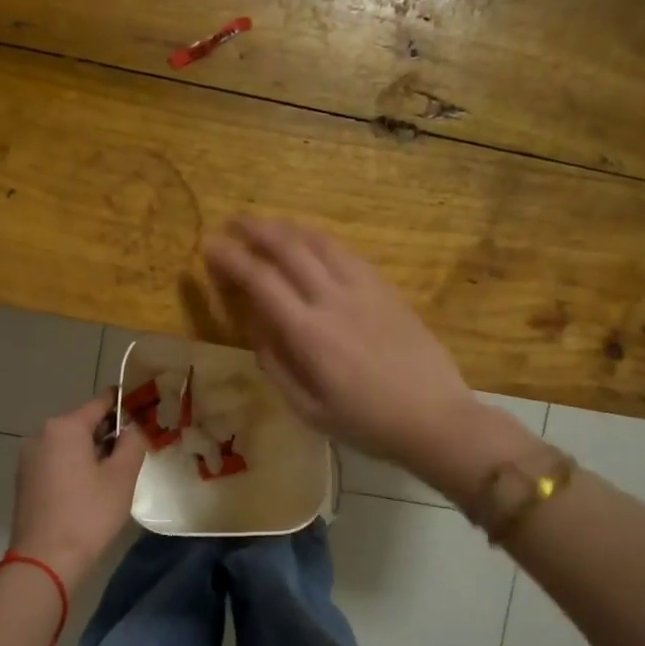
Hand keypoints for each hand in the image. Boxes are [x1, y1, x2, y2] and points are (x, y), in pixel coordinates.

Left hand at [8, 394, 148, 587]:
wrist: (44, 560)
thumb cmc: (88, 514)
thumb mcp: (121, 477)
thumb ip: (132, 443)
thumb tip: (133, 427)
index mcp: (65, 427)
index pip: (101, 402)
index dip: (125, 404)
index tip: (145, 409)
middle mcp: (42, 435)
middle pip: (83, 423)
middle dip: (109, 432)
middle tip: (136, 448)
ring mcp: (29, 458)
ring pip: (69, 444)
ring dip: (93, 451)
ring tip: (117, 472)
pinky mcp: (25, 480)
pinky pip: (57, 461)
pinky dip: (75, 466)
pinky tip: (92, 488)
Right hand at [202, 217, 479, 470]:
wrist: (435, 418)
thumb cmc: (366, 422)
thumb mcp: (308, 408)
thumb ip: (276, 365)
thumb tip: (254, 329)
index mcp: (309, 334)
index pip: (260, 281)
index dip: (231, 259)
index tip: (209, 245)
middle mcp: (333, 300)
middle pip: (288, 249)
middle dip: (256, 230)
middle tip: (233, 223)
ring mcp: (364, 289)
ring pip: (320, 242)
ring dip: (288, 227)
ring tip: (267, 224)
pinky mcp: (387, 288)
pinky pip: (347, 252)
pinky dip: (321, 239)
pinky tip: (311, 241)